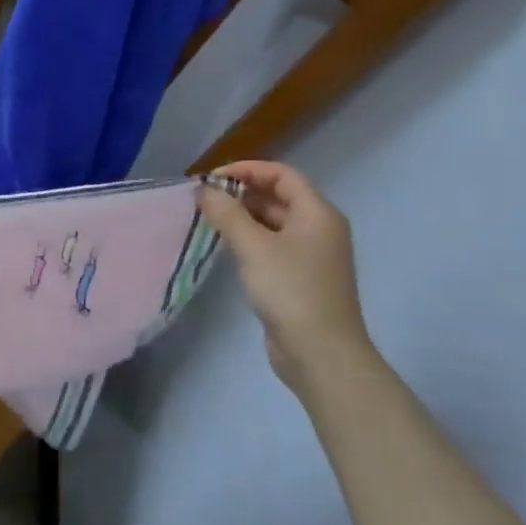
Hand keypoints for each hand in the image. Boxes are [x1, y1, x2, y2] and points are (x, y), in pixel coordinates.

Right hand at [197, 161, 373, 394]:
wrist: (321, 354)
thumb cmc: (291, 291)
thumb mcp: (254, 247)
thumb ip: (227, 214)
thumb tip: (204, 190)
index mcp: (318, 213)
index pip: (282, 175)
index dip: (247, 170)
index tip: (211, 178)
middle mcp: (319, 229)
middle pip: (278, 196)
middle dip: (241, 193)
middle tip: (204, 200)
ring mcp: (311, 255)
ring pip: (273, 222)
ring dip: (242, 216)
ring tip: (208, 220)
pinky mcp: (300, 278)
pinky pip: (272, 245)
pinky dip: (249, 239)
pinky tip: (225, 247)